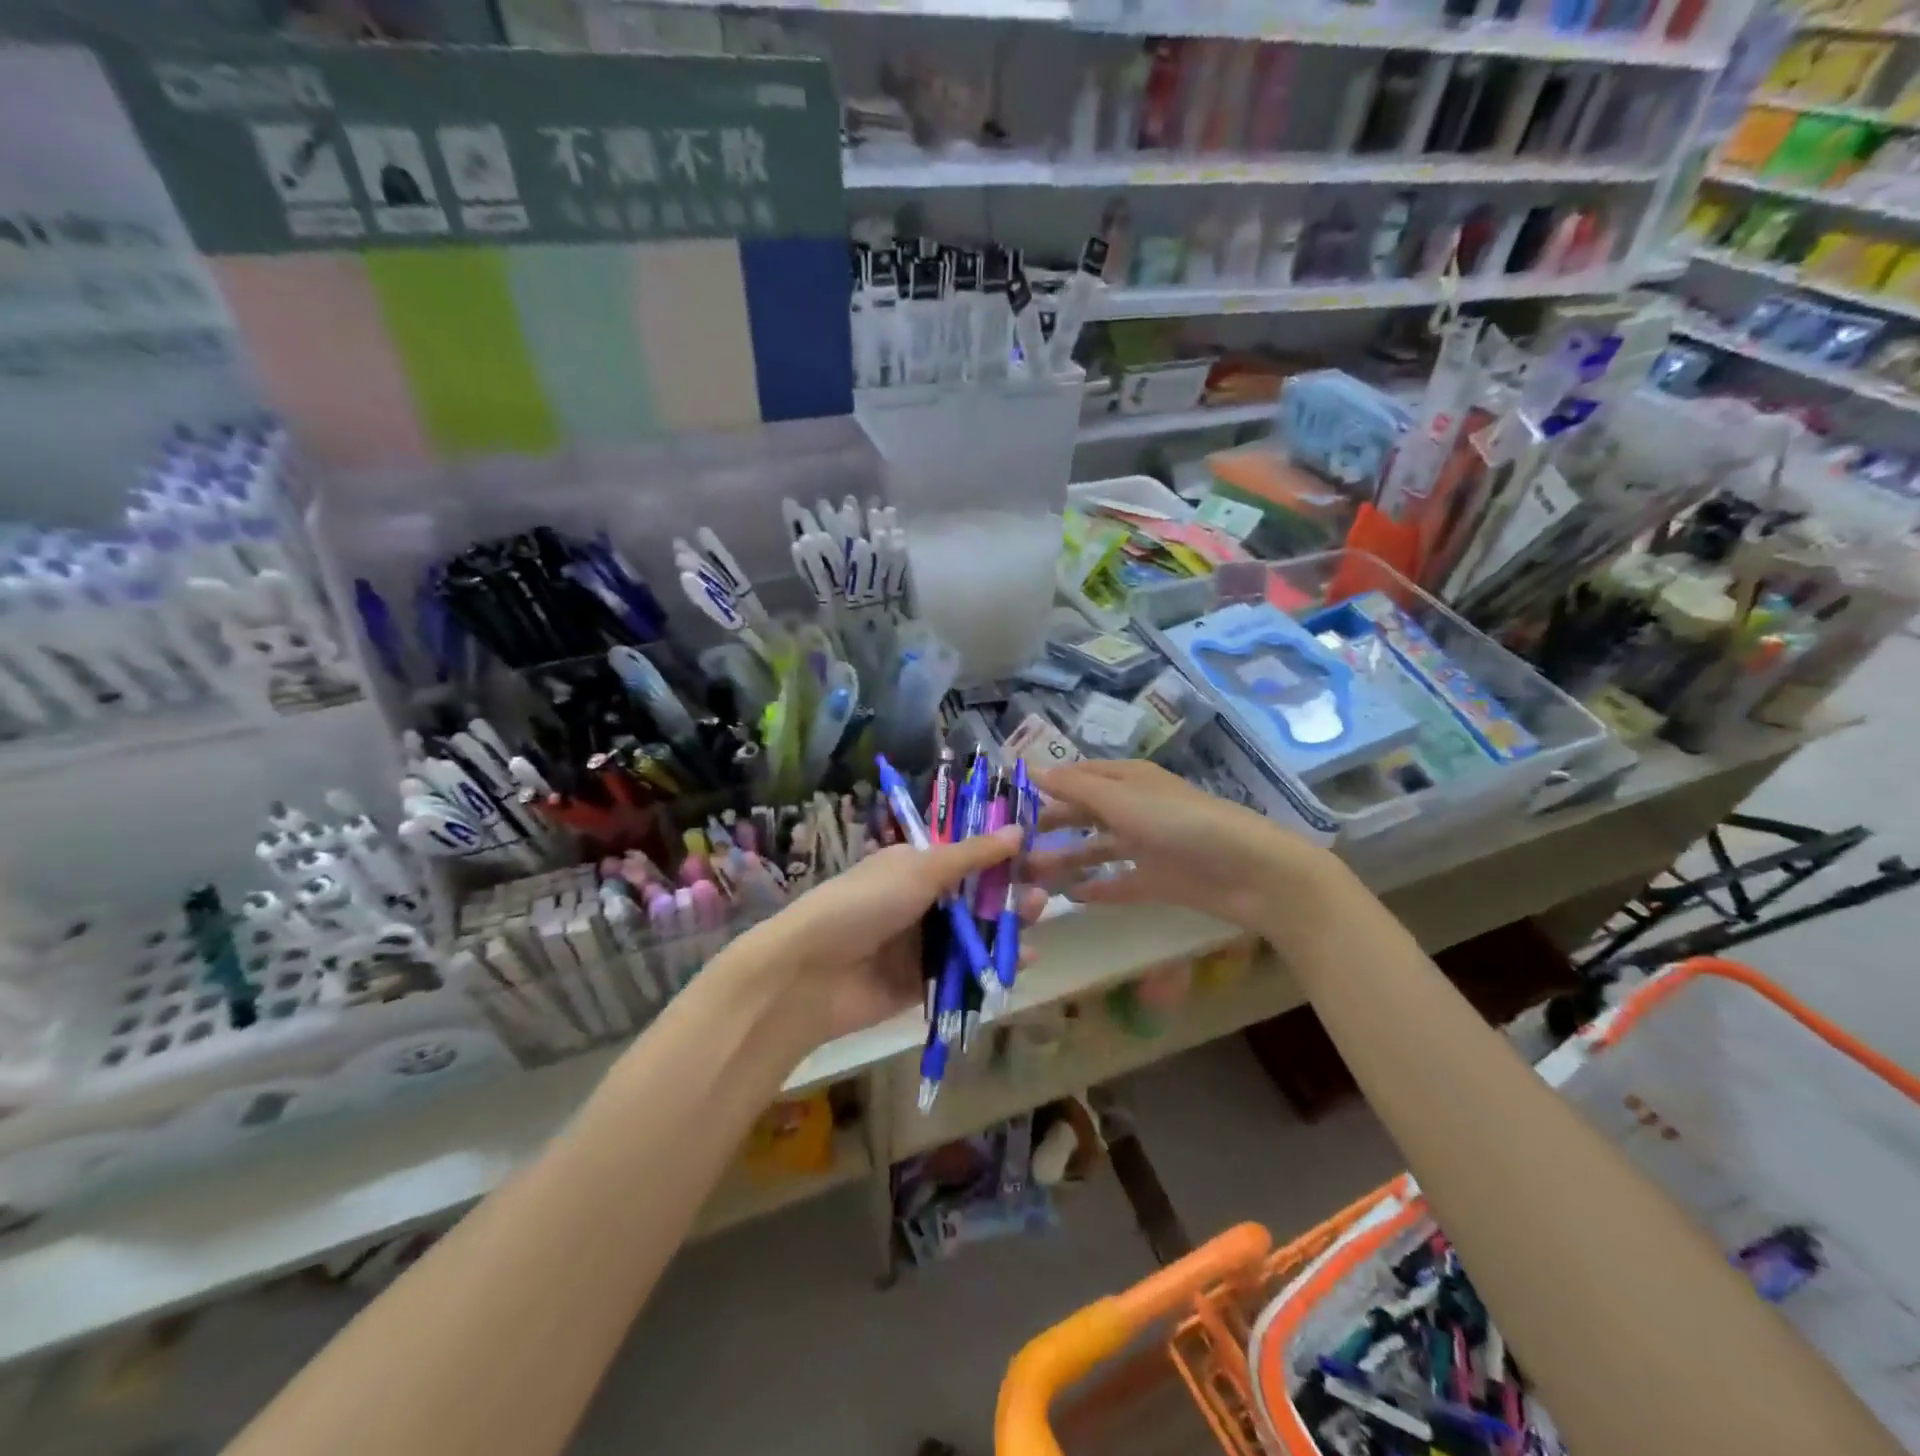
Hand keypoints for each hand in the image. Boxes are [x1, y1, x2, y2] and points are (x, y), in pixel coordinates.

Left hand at [734, 828, 1046, 1046]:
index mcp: (913, 865)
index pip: (965, 855)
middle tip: (1046, 889)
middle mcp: (918, 900)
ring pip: (973, 932)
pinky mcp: (922, 982)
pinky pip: (964, 969)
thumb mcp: (919, 870)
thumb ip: (971, 855)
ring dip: (1006, 924)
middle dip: (1008, 890)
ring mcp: (919, 943)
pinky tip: (1022, 959)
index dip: (1001, 854)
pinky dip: (992, 964)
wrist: (809, 974)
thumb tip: (1017, 829)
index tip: (1038, 853)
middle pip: (973, 894)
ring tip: (1038, 917)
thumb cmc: (864, 905)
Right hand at [1028, 760, 1338, 932]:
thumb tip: (1029, 768)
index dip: (1043, 786)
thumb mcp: (1123, 799)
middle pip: (1082, 813)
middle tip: (1010, 845)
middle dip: (1049, 826)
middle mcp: (1134, 808)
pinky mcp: (1158, 880)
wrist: (1250, 872)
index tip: (1005, 801)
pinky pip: (1118, 882)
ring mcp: (1146, 845)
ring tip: (1028, 876)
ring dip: (1064, 859)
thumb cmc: (1181, 824)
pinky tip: (1070, 898)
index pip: (1076, 777)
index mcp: (1128, 780)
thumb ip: (1075, 788)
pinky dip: (1096, 887)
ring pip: (1095, 848)